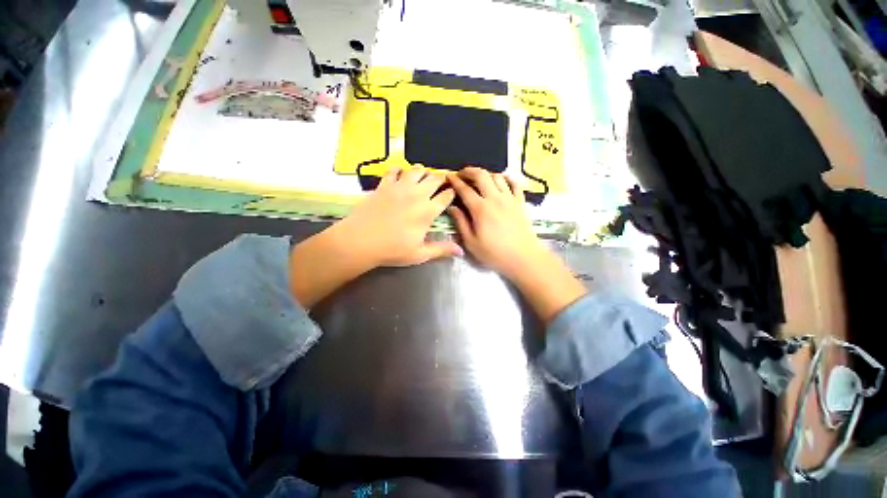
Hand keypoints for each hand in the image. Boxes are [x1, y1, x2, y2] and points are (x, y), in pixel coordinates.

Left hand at [289, 167, 459, 307]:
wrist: (360, 241)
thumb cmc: (392, 250)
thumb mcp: (420, 254)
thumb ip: (441, 250)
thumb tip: (461, 251)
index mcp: (428, 211)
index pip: (446, 196)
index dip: (452, 193)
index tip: (452, 194)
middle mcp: (417, 194)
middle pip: (435, 178)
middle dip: (441, 179)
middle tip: (441, 185)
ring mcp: (399, 187)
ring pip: (417, 170)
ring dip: (423, 172)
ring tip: (423, 178)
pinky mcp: (384, 184)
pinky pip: (394, 170)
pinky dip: (400, 171)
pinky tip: (400, 176)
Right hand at [447, 167, 586, 323]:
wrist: (524, 258)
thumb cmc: (495, 254)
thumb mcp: (471, 243)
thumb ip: (461, 223)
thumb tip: (452, 207)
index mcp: (480, 209)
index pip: (464, 189)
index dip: (455, 181)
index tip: (448, 177)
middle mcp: (495, 198)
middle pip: (481, 175)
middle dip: (469, 171)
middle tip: (461, 174)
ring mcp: (510, 199)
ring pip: (497, 176)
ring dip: (486, 174)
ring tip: (479, 179)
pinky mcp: (520, 202)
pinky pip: (514, 184)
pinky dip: (506, 178)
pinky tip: (502, 181)